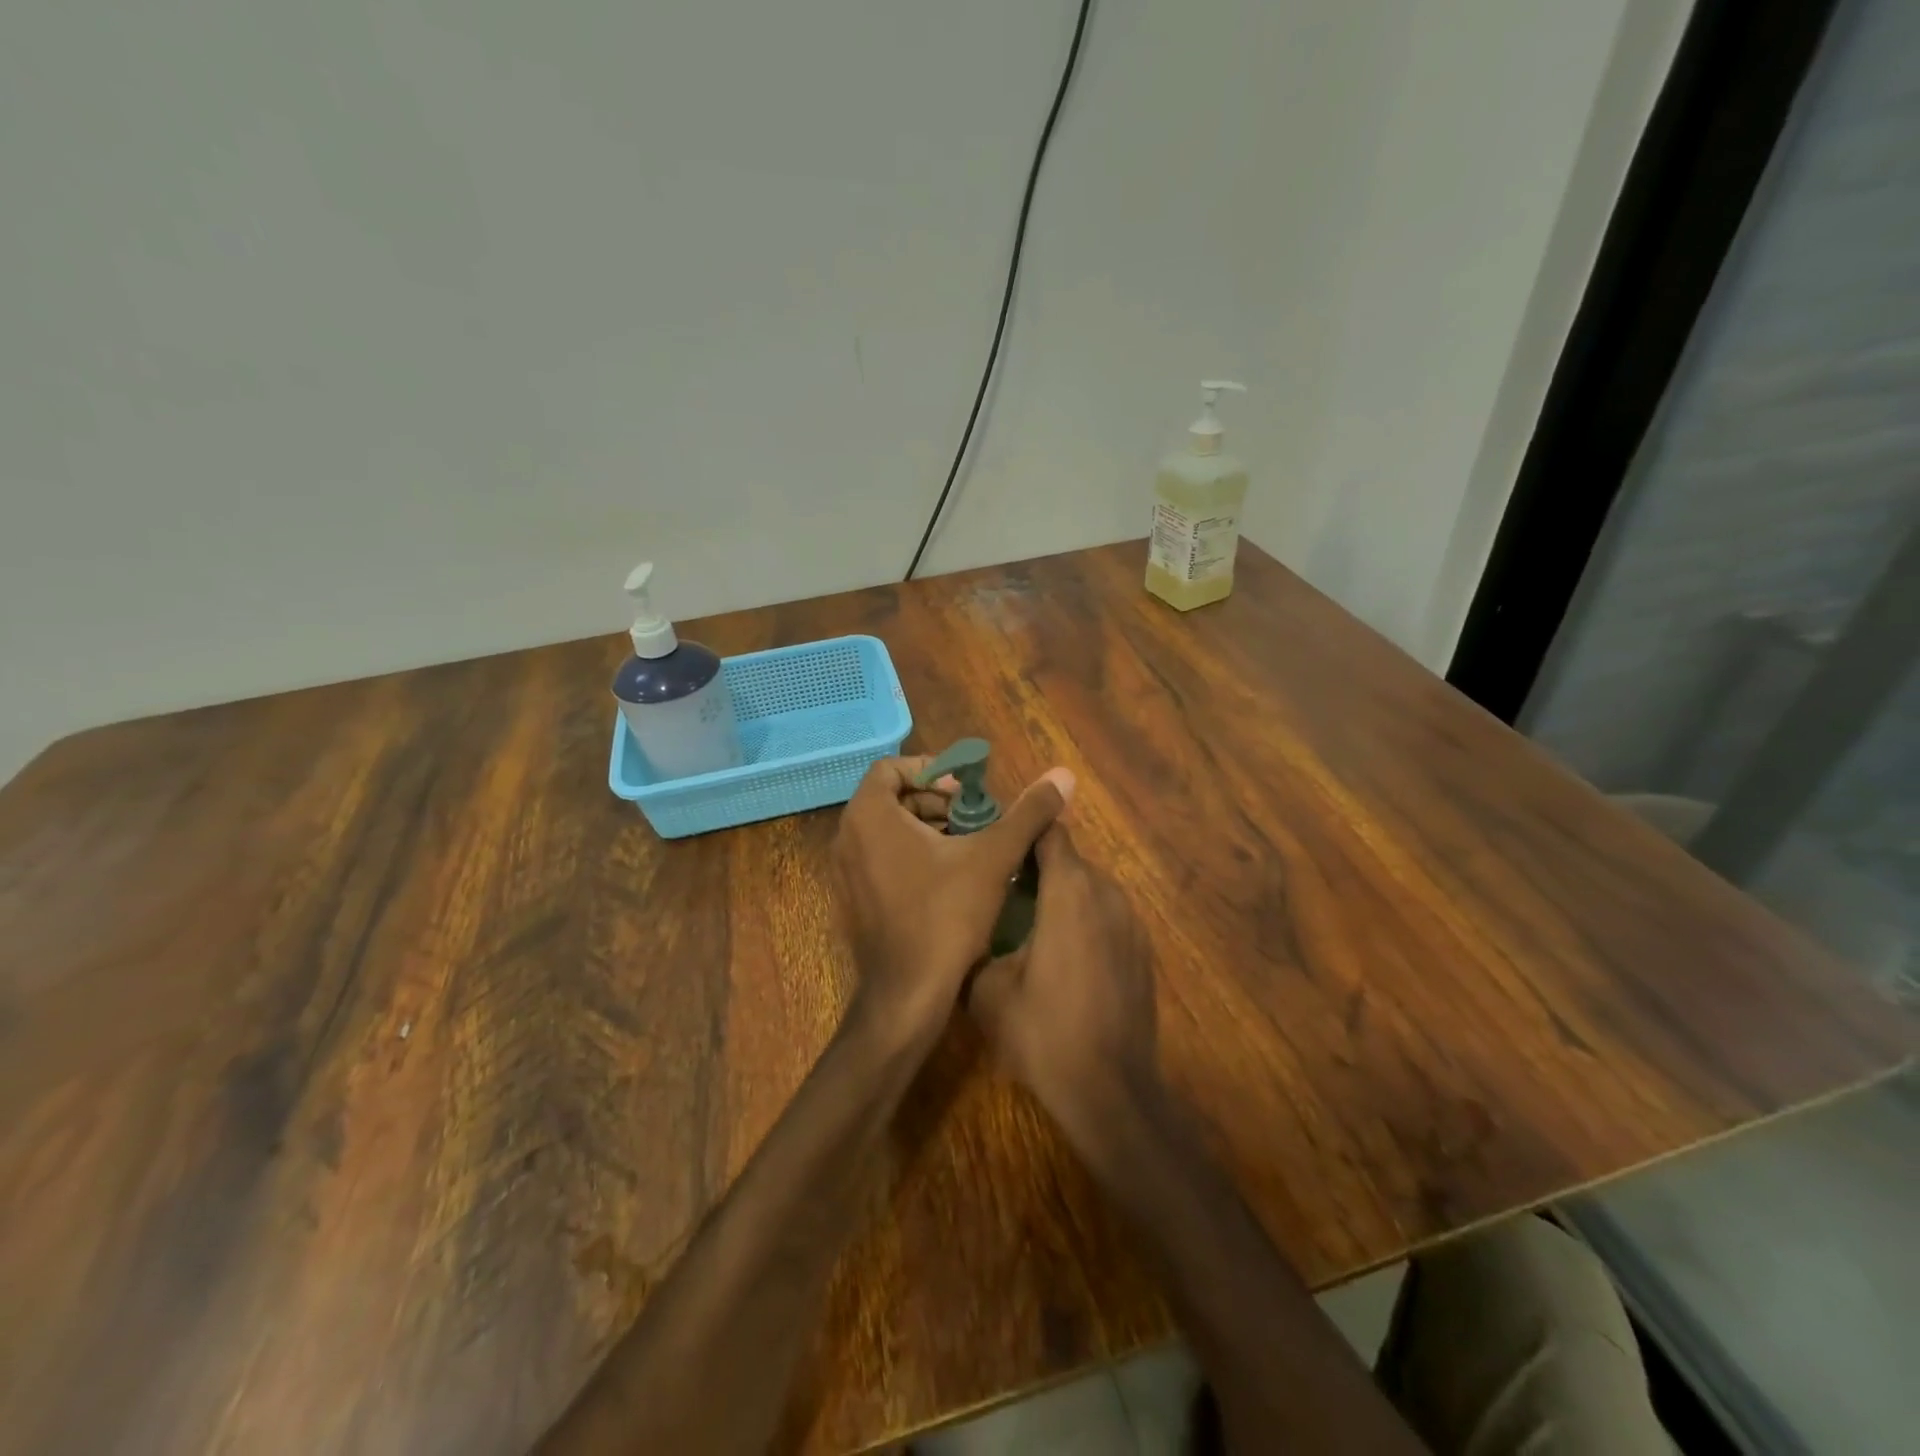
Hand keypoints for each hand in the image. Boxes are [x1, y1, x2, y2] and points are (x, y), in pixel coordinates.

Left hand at [832, 755, 1072, 1044]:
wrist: (908, 996)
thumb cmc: (946, 916)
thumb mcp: (993, 857)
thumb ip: (1027, 813)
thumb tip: (1063, 775)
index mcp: (870, 816)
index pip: (892, 768)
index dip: (933, 771)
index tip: (967, 792)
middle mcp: (847, 837)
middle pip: (892, 798)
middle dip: (937, 802)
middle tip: (976, 819)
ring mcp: (845, 872)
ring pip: (888, 830)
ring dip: (929, 829)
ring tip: (971, 848)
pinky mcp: (854, 899)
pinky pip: (881, 859)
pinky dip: (913, 855)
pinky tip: (951, 879)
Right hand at [968, 824, 1158, 1139]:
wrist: (1111, 1091)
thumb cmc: (1044, 1033)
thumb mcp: (987, 991)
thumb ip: (976, 943)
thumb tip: (967, 928)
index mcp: (1070, 891)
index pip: (1049, 832)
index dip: (1021, 832)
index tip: (995, 846)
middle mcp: (1107, 894)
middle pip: (1070, 859)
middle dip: (1036, 868)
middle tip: (1001, 890)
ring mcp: (1132, 922)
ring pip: (1090, 888)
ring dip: (1062, 895)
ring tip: (1028, 924)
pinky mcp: (1143, 950)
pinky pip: (1107, 916)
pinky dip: (1084, 921)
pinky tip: (1063, 958)